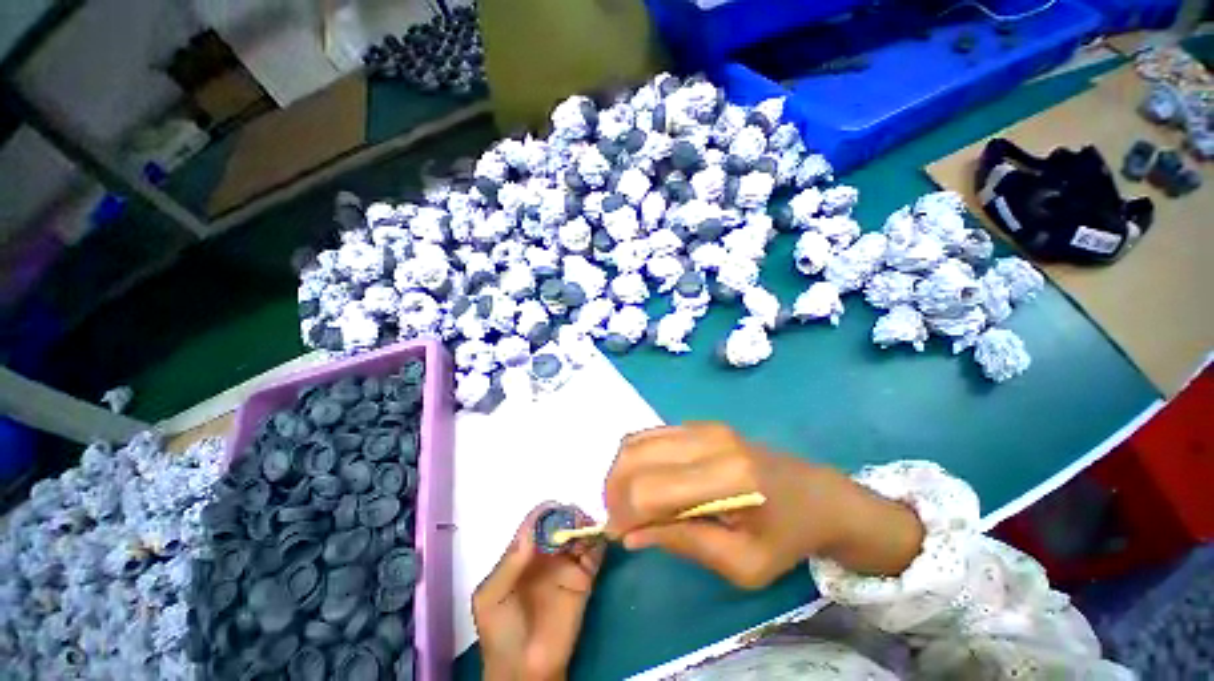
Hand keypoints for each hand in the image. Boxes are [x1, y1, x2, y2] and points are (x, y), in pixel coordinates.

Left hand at [473, 504, 605, 680]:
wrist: (524, 671)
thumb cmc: (501, 633)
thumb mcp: (490, 598)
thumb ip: (509, 564)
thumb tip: (530, 530)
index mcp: (523, 553)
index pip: (537, 522)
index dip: (546, 513)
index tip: (557, 510)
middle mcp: (546, 554)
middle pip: (561, 523)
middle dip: (569, 516)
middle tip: (576, 520)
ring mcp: (567, 565)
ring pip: (579, 533)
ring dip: (585, 525)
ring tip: (585, 530)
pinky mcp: (585, 579)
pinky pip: (595, 554)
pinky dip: (598, 542)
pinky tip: (596, 541)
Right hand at [604, 423, 923, 587]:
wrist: (815, 494)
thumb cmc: (784, 537)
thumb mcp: (742, 565)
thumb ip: (683, 544)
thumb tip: (630, 534)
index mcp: (727, 481)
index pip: (651, 491)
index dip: (624, 513)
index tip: (618, 533)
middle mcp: (710, 441)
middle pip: (636, 457)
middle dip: (615, 489)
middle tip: (617, 516)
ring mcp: (704, 426)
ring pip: (638, 441)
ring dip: (621, 471)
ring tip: (626, 499)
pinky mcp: (700, 423)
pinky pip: (651, 434)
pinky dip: (636, 457)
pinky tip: (643, 479)